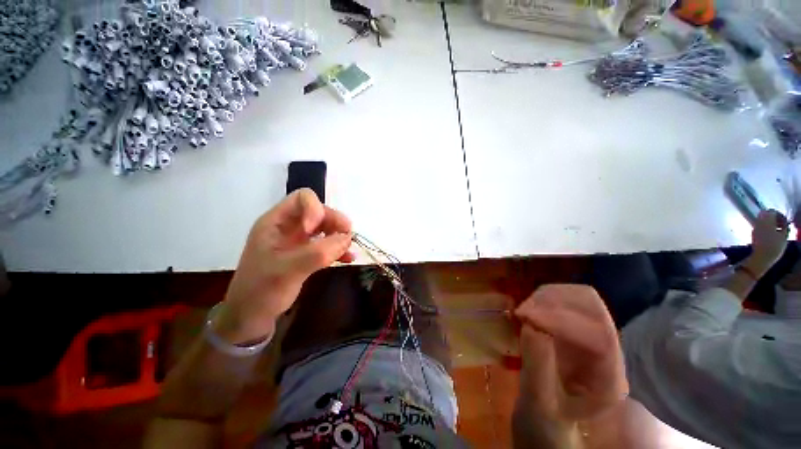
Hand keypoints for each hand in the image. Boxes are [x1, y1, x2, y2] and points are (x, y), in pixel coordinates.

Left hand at [215, 189, 353, 343]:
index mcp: (276, 222)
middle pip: (318, 212)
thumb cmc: (261, 291)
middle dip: (335, 222)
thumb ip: (317, 253)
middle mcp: (289, 227)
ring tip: (349, 249)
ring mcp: (299, 240)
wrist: (251, 316)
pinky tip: (348, 259)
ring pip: (326, 228)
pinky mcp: (306, 254)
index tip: (317, 232)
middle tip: (348, 237)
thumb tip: (347, 238)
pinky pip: (327, 244)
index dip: (316, 210)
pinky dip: (338, 249)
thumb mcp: (287, 270)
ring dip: (339, 235)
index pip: (302, 199)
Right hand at [514, 285, 627, 427]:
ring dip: (547, 297)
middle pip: (592, 306)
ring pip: (577, 296)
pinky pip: (562, 300)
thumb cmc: (545, 418)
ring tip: (523, 311)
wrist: (547, 417)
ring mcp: (590, 335)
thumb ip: (538, 369)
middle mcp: (606, 351)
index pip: (600, 334)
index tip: (528, 317)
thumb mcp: (540, 403)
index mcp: (608, 377)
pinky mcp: (572, 327)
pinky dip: (542, 298)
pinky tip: (528, 310)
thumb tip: (533, 327)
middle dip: (555, 302)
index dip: (562, 320)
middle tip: (524, 311)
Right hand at [747, 210, 788, 275]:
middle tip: (763, 219)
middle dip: (772, 223)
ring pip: (774, 236)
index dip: (777, 214)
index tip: (768, 210)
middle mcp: (783, 241)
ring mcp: (776, 249)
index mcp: (785, 234)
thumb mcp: (765, 227)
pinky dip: (764, 238)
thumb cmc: (764, 243)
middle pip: (779, 229)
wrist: (759, 262)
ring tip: (758, 228)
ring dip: (767, 231)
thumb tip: (767, 211)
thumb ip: (767, 217)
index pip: (783, 221)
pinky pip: (768, 243)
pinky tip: (757, 239)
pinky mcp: (769, 255)